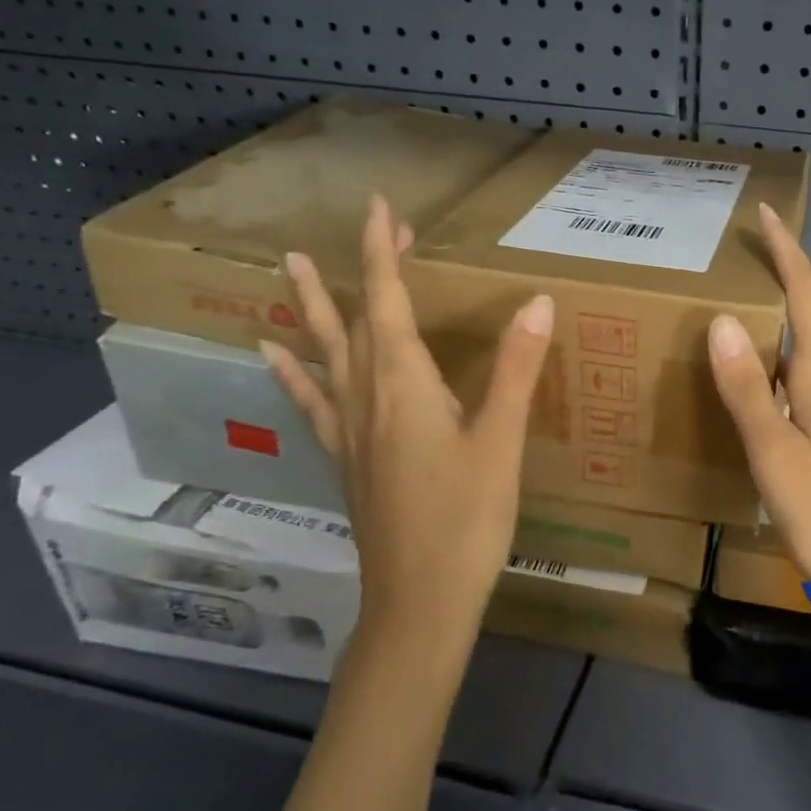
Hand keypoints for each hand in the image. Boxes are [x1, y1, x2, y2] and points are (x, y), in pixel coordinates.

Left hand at [260, 196, 554, 648]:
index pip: (388, 305)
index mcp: (405, 388)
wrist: (419, 600)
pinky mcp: (348, 460)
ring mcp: (350, 432)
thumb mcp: (500, 443)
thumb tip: (536, 302)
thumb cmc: (467, 520)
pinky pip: (315, 402)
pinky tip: (274, 357)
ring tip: (292, 269)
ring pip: (328, 355)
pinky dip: (296, 372)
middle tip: (369, 231)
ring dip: (313, 309)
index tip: (379, 209)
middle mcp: (368, 400)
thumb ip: (515, 370)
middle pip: (356, 321)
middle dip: (363, 272)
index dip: (383, 255)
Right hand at [707, 203, 810, 628]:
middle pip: (808, 319)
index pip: (807, 297)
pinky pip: (797, 389)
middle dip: (778, 281)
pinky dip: (771, 371)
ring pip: (801, 356)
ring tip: (728, 319)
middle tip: (735, 262)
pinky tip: (749, 392)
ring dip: (773, 327)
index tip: (767, 213)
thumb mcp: (775, 452)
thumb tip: (723, 320)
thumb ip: (748, 389)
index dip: (787, 253)